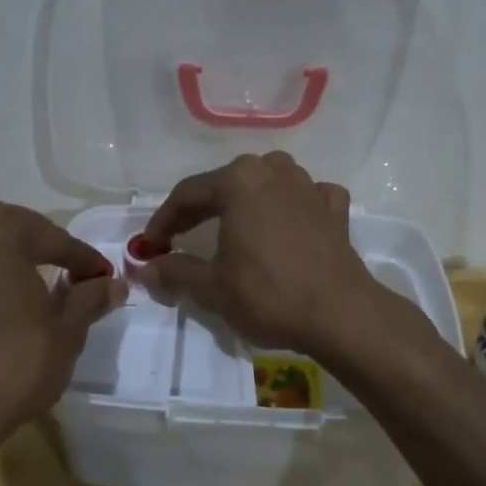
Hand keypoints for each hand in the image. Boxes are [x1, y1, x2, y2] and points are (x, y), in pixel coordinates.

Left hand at [0, 201, 125, 453]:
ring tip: (18, 272)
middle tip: (68, 269)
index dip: (84, 259)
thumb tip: (114, 284)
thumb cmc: (15, 364)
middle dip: (40, 243)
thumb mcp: (67, 331)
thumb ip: (90, 299)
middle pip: (8, 227)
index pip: (54, 239)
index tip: (105, 277)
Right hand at [140, 152, 404, 361]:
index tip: (150, 246)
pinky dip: (291, 207)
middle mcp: (273, 171)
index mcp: (239, 180)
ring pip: (266, 184)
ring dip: (245, 202)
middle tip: (180, 238)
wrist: (341, 314)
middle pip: (226, 185)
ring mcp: (308, 186)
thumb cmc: (269, 295)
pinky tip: (288, 223)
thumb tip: (144, 269)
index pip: (187, 194)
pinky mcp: (334, 209)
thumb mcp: (212, 287)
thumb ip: (174, 271)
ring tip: (231, 228)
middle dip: (200, 211)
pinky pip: (305, 198)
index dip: (163, 221)